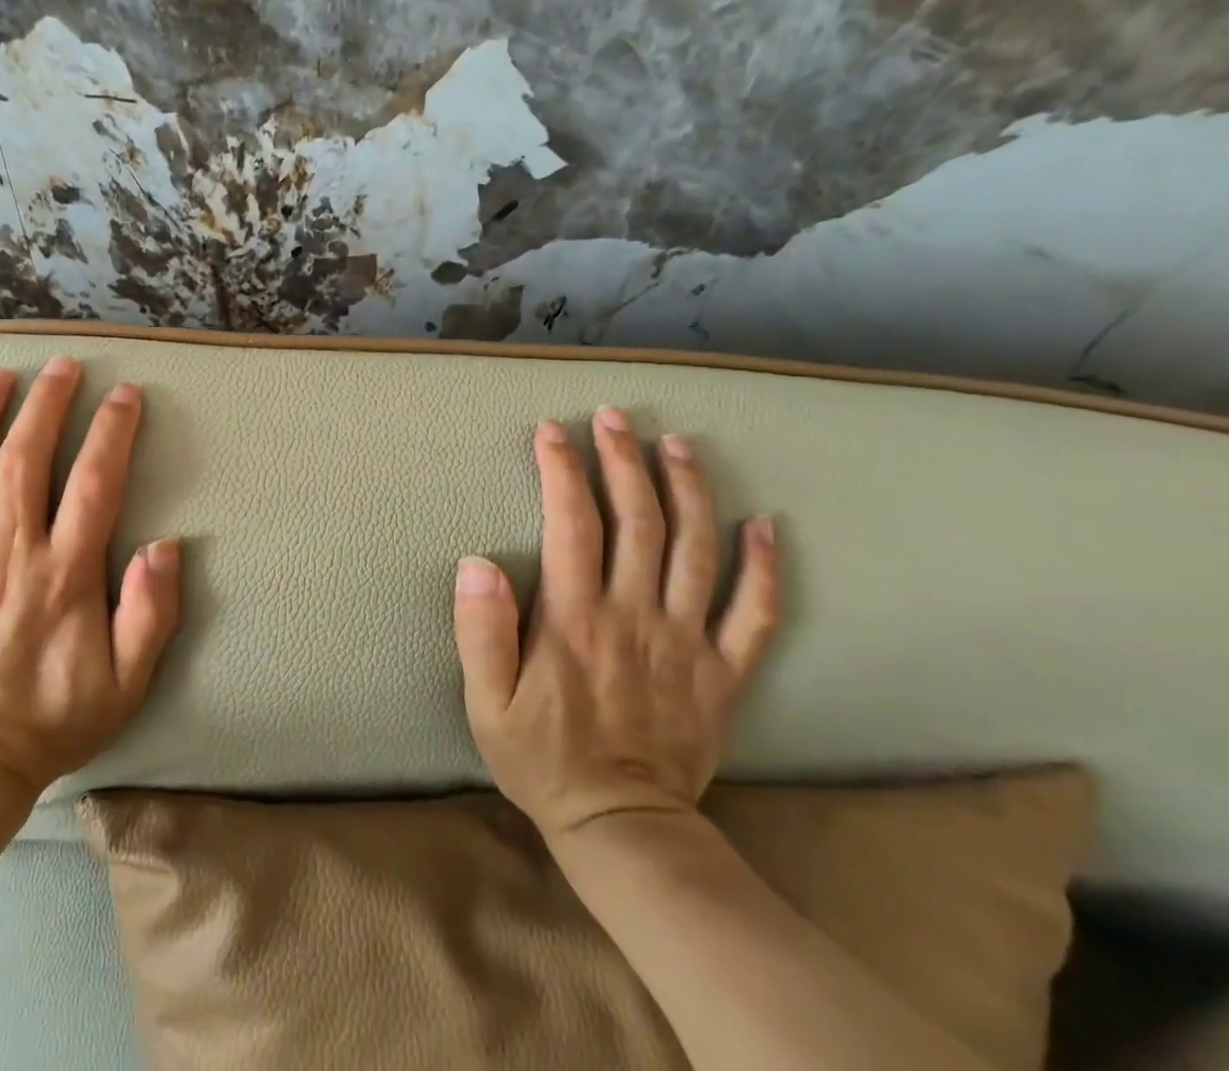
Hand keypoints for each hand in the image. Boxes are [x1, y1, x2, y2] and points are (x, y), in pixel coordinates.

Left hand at [0, 356, 180, 798]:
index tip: (123, 394)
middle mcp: (5, 555)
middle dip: (47, 402)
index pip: (94, 482)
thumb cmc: (47, 723)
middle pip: (25, 458)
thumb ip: (151, 615)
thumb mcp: (125, 684)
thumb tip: (165, 546)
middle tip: (60, 366)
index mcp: (63, 575)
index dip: (112, 430)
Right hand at [453, 409, 779, 839]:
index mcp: (576, 618)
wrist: (624, 827)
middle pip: (637, 519)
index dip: (561, 470)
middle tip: (614, 417)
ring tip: (677, 444)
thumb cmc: (542, 758)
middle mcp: (635, 615)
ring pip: (695, 548)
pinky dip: (764, 566)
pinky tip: (765, 524)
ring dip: (688, 489)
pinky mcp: (724, 671)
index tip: (552, 430)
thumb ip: (480, 631)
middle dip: (623, 459)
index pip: (571, 524)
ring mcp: (687, 640)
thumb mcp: (486, 703)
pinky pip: (755, 612)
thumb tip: (478, 562)